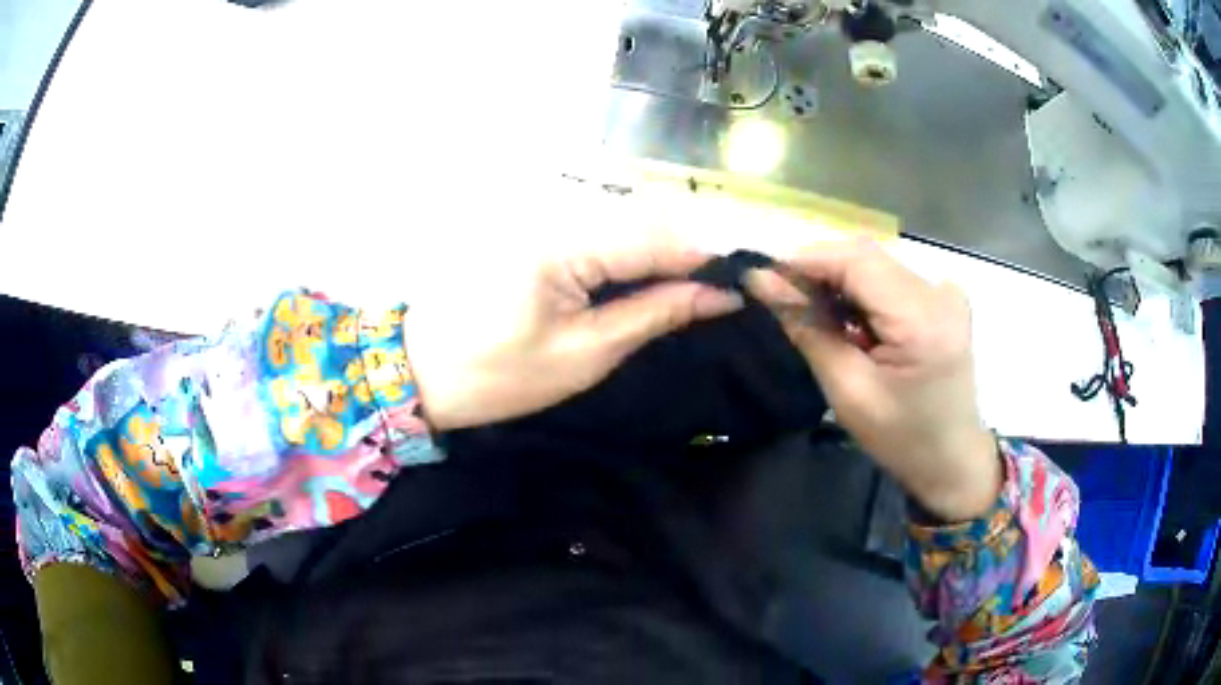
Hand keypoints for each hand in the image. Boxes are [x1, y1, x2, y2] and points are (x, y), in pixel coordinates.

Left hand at [405, 236, 742, 431]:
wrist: (421, 370)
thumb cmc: (498, 375)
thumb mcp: (586, 353)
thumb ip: (656, 313)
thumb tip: (720, 296)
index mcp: (566, 241)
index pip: (659, 235)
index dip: (707, 259)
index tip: (744, 285)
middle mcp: (557, 211)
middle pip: (646, 220)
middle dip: (688, 256)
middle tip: (718, 296)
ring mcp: (543, 214)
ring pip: (626, 222)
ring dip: (661, 255)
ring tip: (687, 294)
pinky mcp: (536, 227)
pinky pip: (598, 231)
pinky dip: (629, 256)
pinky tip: (642, 282)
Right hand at [747, 239, 1000, 521]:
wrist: (952, 461)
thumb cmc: (900, 439)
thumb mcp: (848, 391)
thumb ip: (807, 328)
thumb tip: (761, 281)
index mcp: (922, 319)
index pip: (856, 261)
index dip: (805, 261)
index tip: (762, 278)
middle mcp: (939, 292)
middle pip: (866, 258)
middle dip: (818, 271)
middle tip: (780, 298)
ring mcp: (946, 292)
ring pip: (876, 266)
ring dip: (838, 282)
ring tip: (812, 314)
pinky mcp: (944, 299)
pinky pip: (891, 280)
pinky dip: (862, 292)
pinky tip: (849, 321)